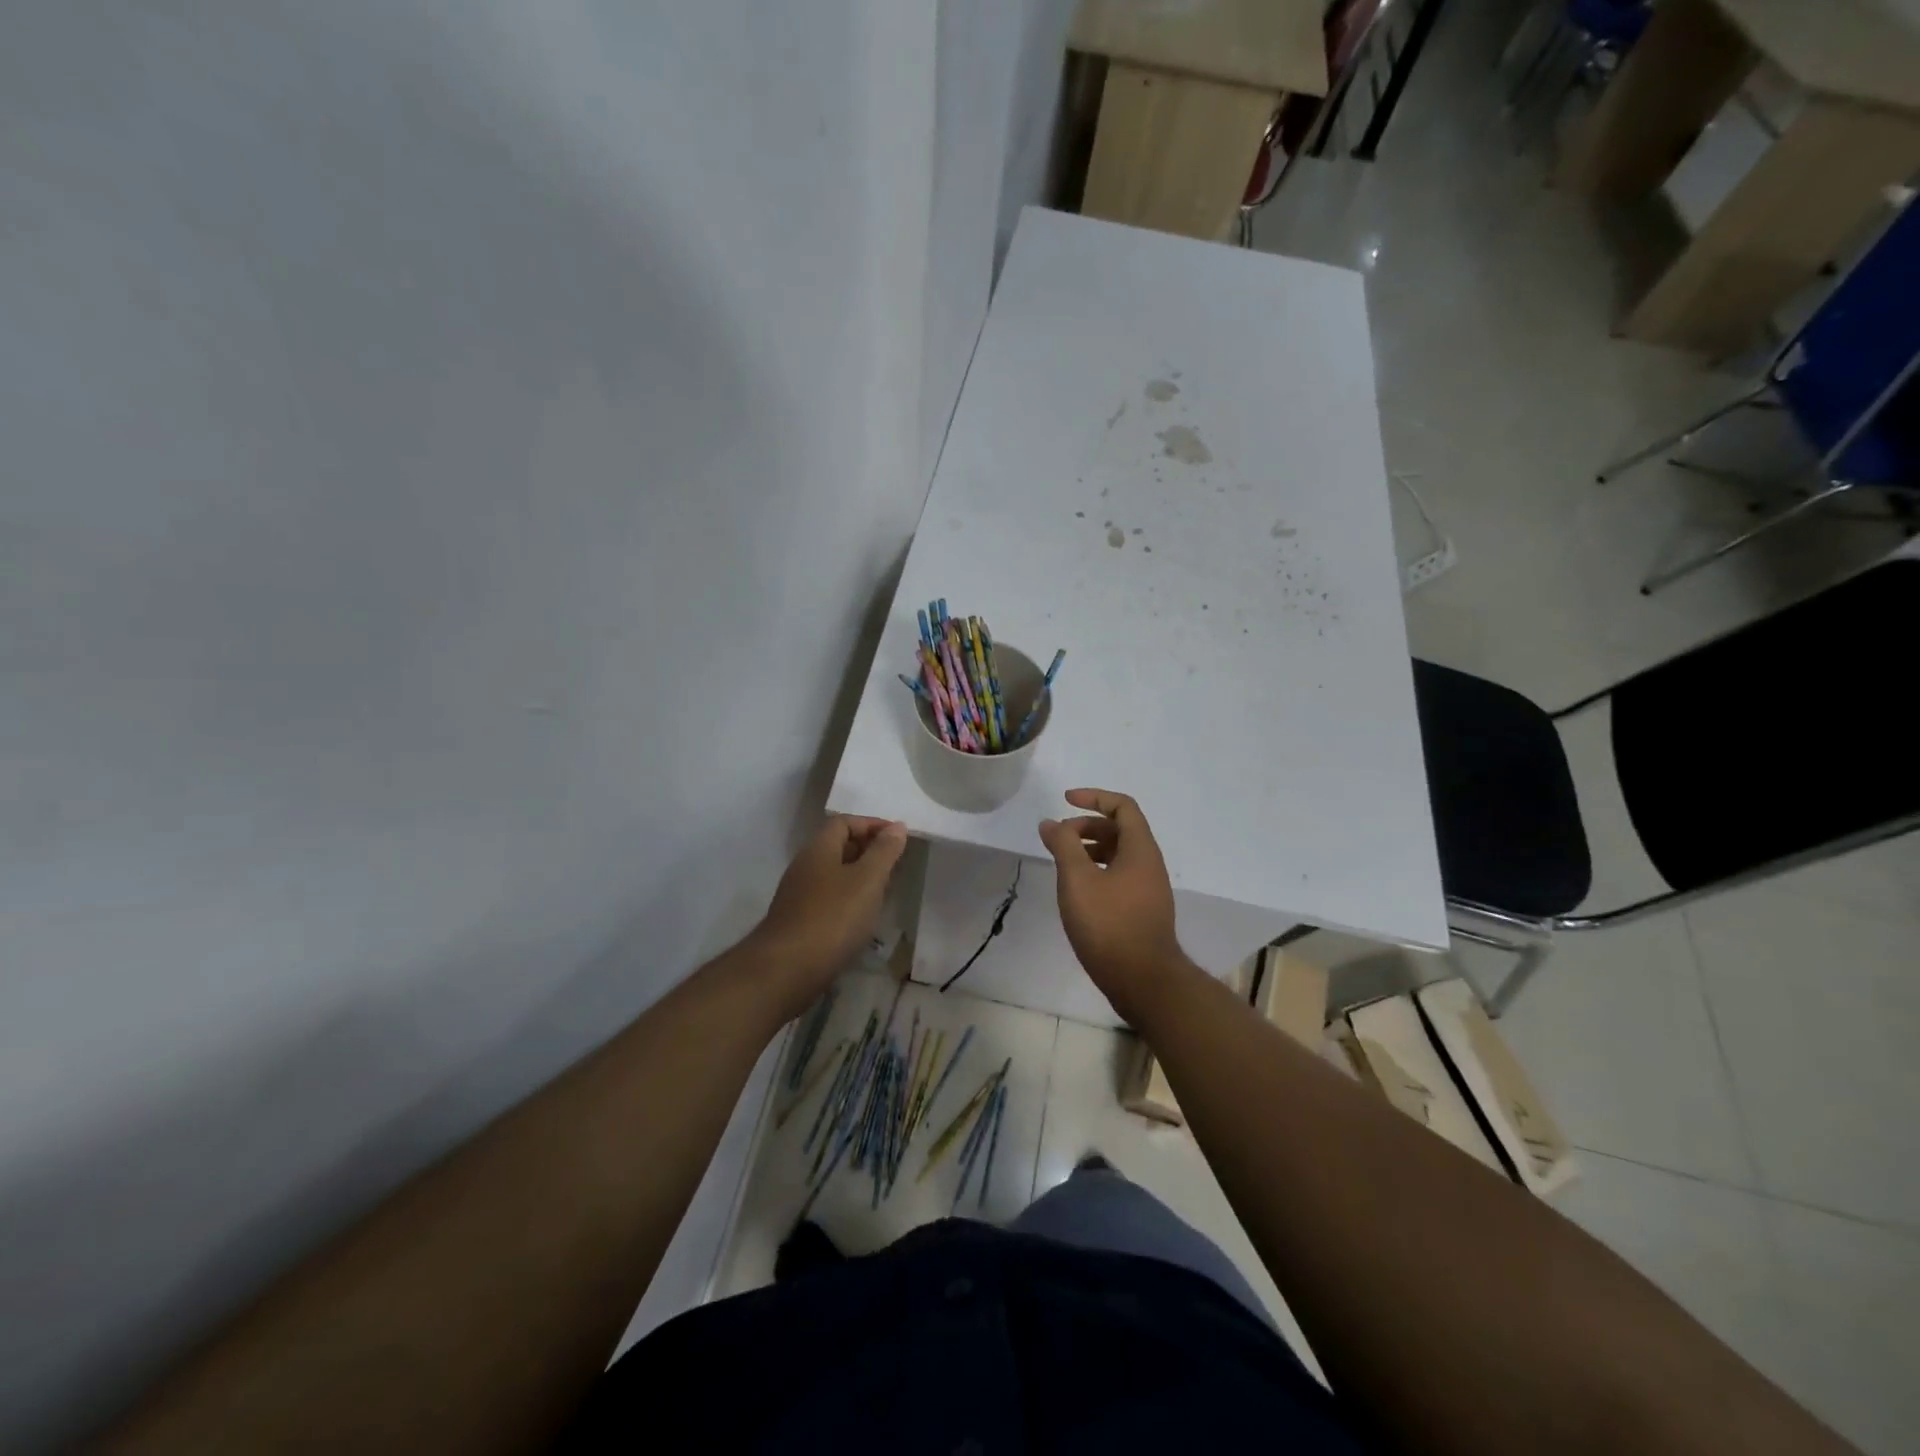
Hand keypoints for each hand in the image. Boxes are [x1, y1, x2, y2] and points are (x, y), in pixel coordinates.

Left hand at [748, 815, 908, 1014]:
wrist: (786, 970)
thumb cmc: (833, 917)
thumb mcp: (867, 880)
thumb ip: (884, 851)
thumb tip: (896, 826)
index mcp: (818, 849)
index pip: (844, 822)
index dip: (872, 824)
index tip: (898, 837)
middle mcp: (804, 866)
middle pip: (838, 846)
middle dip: (868, 850)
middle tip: (896, 863)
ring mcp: (798, 895)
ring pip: (834, 875)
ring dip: (860, 877)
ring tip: (885, 890)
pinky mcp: (799, 921)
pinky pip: (829, 898)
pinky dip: (849, 900)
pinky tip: (863, 917)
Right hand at [1037, 788, 1188, 1021]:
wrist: (1144, 981)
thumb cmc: (1109, 925)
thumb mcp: (1078, 880)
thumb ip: (1063, 846)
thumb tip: (1050, 823)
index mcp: (1140, 849)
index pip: (1122, 807)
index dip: (1094, 797)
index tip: (1065, 801)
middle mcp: (1149, 864)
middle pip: (1120, 829)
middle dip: (1087, 826)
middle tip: (1058, 837)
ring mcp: (1149, 889)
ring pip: (1119, 855)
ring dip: (1090, 849)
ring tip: (1063, 862)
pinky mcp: (1142, 911)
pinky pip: (1119, 876)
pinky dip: (1097, 871)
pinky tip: (1077, 890)